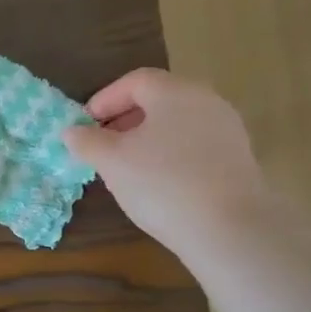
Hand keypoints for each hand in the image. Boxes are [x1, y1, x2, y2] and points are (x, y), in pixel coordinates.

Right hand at [63, 69, 269, 255]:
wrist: (229, 230)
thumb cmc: (162, 184)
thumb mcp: (112, 162)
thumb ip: (87, 142)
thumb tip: (72, 131)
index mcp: (174, 91)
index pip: (134, 81)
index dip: (104, 99)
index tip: (84, 124)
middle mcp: (206, 100)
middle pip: (159, 100)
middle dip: (126, 119)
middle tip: (103, 145)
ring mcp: (227, 130)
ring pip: (178, 124)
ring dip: (149, 138)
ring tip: (128, 167)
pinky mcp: (239, 159)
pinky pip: (196, 146)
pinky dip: (173, 155)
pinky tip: (160, 183)